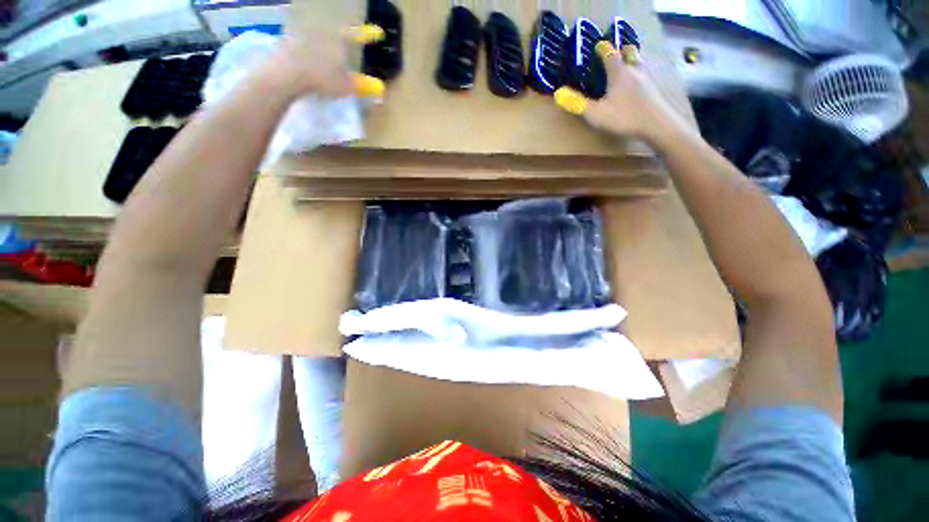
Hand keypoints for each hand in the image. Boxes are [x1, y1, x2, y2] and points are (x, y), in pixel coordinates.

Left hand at [259, 27, 385, 99]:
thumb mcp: (346, 86)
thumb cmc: (322, 79)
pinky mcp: (289, 40)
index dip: (369, 35)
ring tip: (328, 49)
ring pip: (320, 34)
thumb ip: (364, 86)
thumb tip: (381, 87)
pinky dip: (309, 46)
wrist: (287, 73)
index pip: (358, 36)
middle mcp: (323, 32)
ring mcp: (304, 33)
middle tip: (348, 41)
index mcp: (339, 41)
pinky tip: (308, 53)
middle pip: (337, 32)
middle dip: (344, 37)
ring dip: (325, 39)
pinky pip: (304, 40)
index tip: (379, 33)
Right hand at [554, 42, 690, 146]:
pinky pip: (646, 75)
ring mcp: (647, 79)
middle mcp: (634, 71)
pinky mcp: (654, 90)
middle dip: (622, 50)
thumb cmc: (624, 116)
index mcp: (619, 73)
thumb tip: (559, 93)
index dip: (603, 49)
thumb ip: (578, 104)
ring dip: (633, 60)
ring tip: (627, 65)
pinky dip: (640, 74)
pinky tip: (638, 84)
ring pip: (640, 63)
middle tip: (616, 53)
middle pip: (630, 53)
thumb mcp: (596, 113)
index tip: (598, 46)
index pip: (610, 54)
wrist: (656, 124)